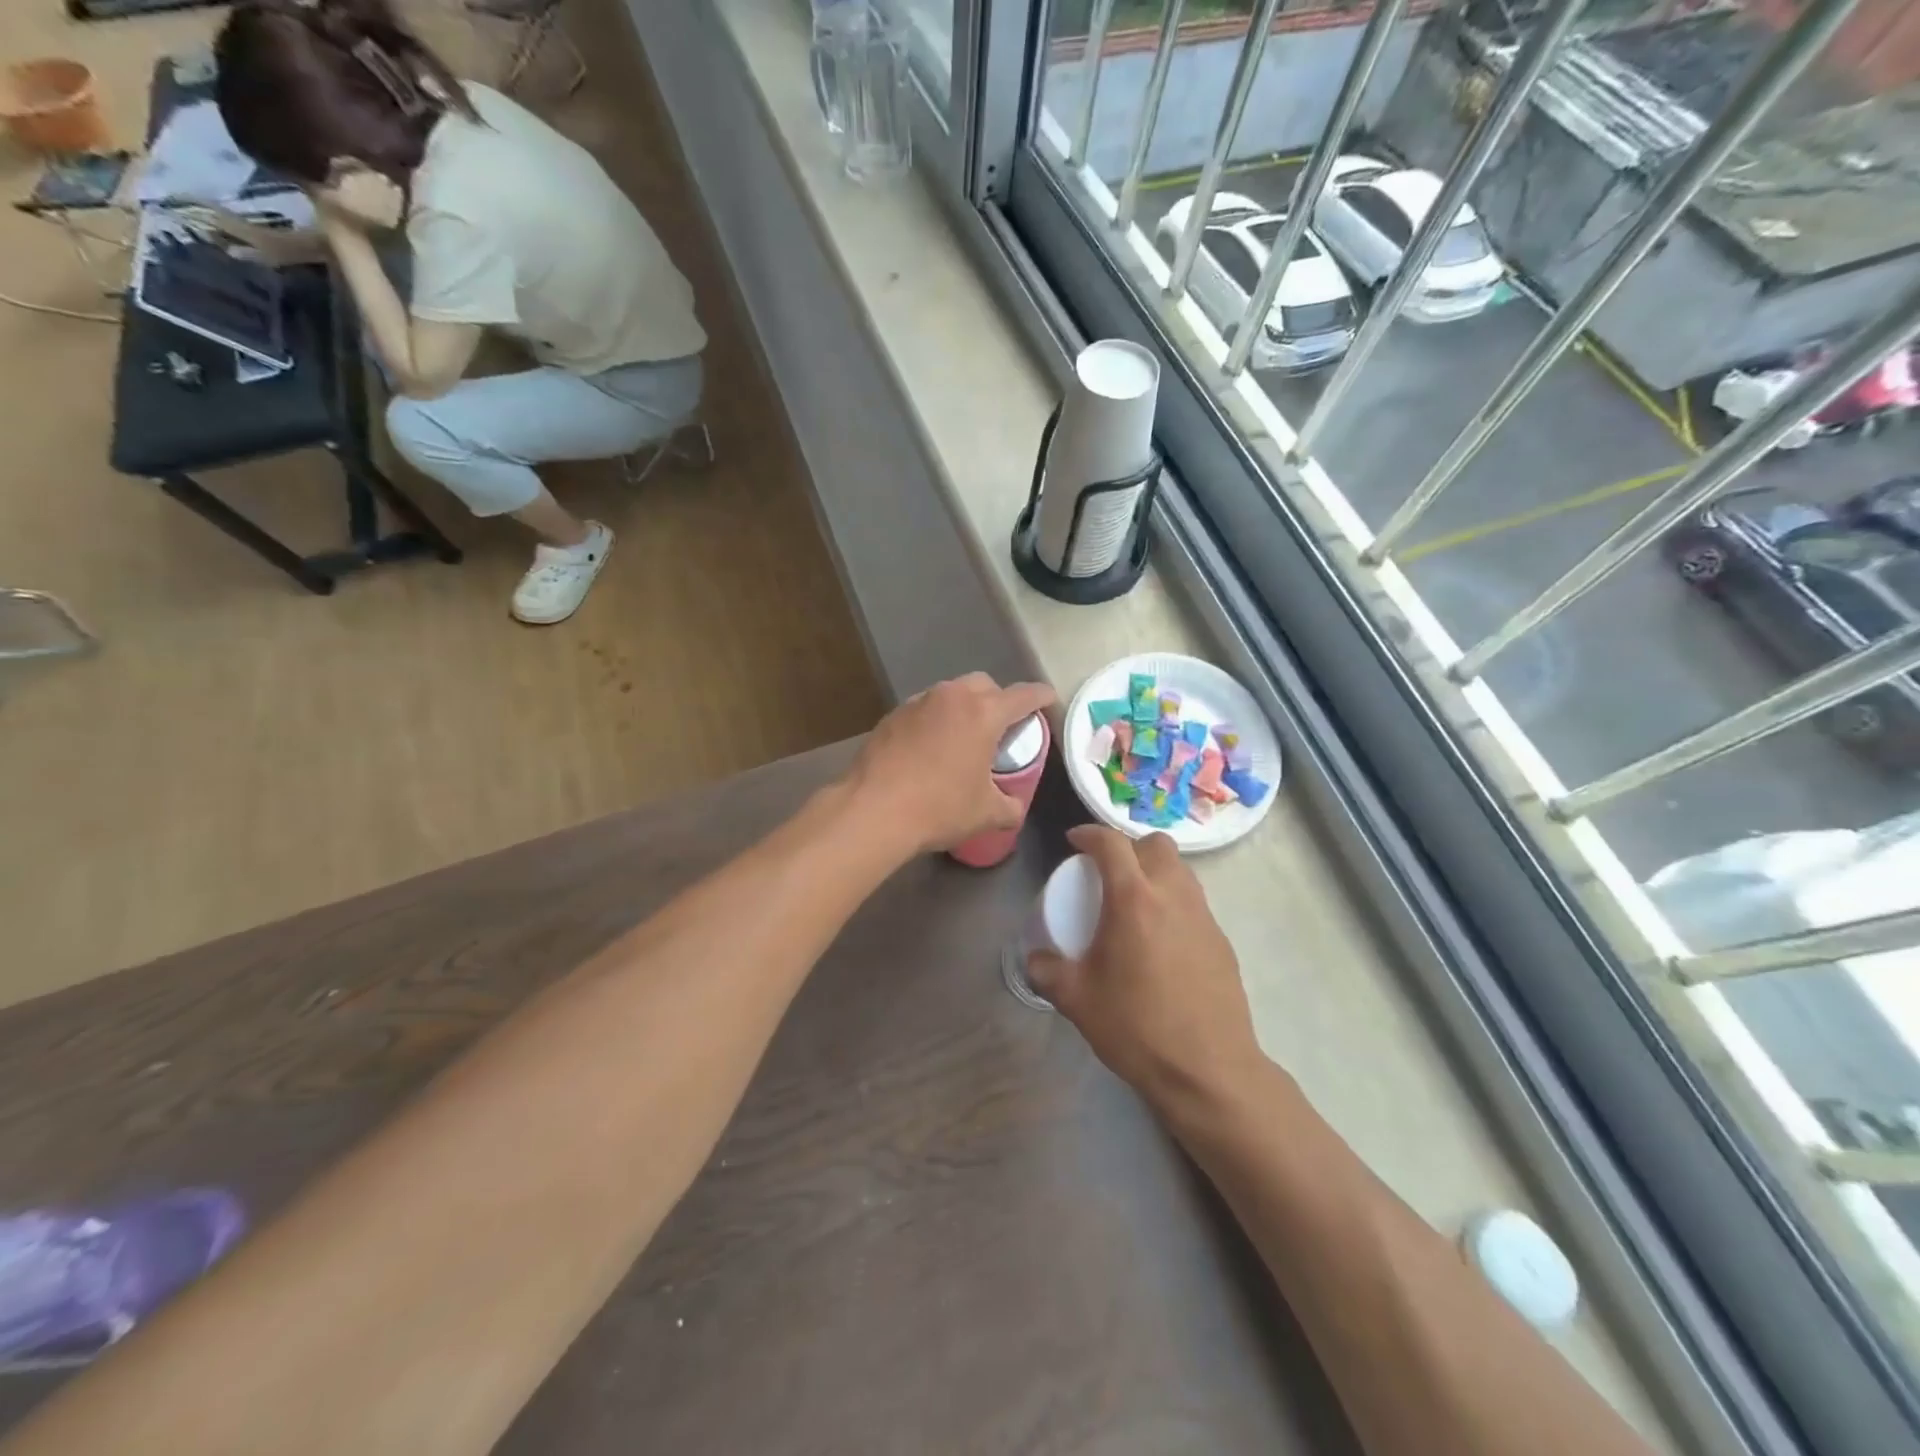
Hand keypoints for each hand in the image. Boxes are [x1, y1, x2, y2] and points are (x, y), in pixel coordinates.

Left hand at [844, 673, 1055, 854]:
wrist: (873, 810)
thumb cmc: (939, 807)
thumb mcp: (985, 814)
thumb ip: (1009, 807)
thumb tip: (1014, 808)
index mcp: (984, 713)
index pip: (1024, 695)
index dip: (1041, 697)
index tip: (1048, 700)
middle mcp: (952, 697)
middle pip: (984, 684)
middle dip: (998, 699)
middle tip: (1001, 727)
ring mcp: (918, 702)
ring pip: (950, 693)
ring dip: (963, 708)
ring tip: (963, 737)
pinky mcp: (892, 715)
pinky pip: (924, 709)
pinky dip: (935, 720)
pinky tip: (930, 748)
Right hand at [1029, 825, 1264, 1114]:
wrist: (1208, 1070)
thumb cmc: (1137, 1027)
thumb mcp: (1077, 1000)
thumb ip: (1048, 972)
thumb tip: (1036, 959)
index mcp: (1134, 899)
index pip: (1112, 843)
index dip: (1089, 833)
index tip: (1074, 842)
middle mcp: (1174, 896)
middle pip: (1157, 844)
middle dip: (1130, 847)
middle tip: (1108, 873)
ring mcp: (1204, 917)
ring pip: (1181, 871)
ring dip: (1155, 872)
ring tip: (1133, 904)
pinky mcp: (1222, 941)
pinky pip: (1194, 903)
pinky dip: (1173, 904)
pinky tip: (1160, 942)